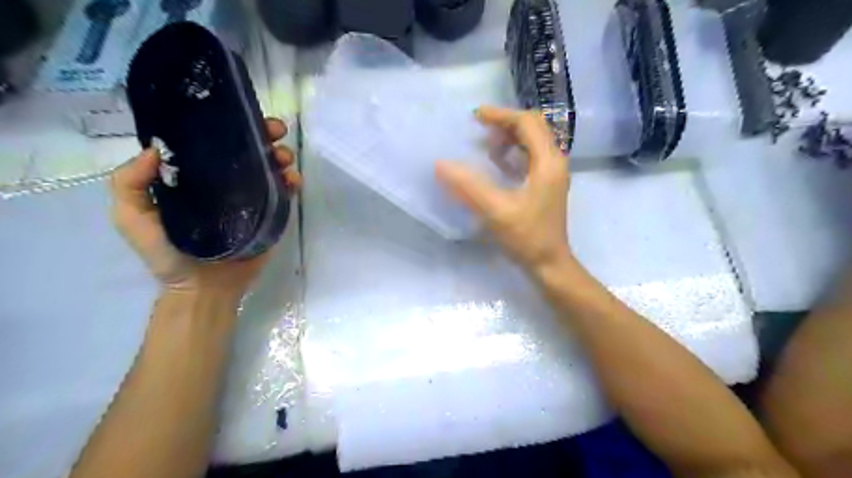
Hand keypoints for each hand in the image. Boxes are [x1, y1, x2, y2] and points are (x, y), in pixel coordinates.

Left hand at [110, 120, 299, 305]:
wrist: (204, 288)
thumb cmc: (167, 254)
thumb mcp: (132, 218)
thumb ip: (129, 183)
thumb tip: (155, 149)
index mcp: (195, 178)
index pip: (213, 144)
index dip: (228, 125)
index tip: (241, 114)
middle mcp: (226, 183)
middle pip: (248, 151)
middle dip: (264, 135)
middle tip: (275, 131)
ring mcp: (251, 198)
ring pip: (270, 168)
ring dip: (281, 155)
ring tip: (285, 156)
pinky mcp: (270, 215)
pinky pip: (284, 193)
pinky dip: (292, 181)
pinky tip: (293, 179)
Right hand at [438, 106, 570, 273]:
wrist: (549, 264)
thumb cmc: (526, 237)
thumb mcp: (495, 211)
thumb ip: (468, 186)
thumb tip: (441, 164)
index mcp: (548, 162)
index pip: (527, 123)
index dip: (501, 115)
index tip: (476, 116)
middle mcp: (555, 162)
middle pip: (533, 128)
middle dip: (505, 124)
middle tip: (480, 128)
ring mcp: (553, 174)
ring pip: (533, 142)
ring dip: (510, 139)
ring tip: (487, 148)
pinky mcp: (547, 185)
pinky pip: (531, 158)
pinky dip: (514, 154)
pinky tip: (498, 165)